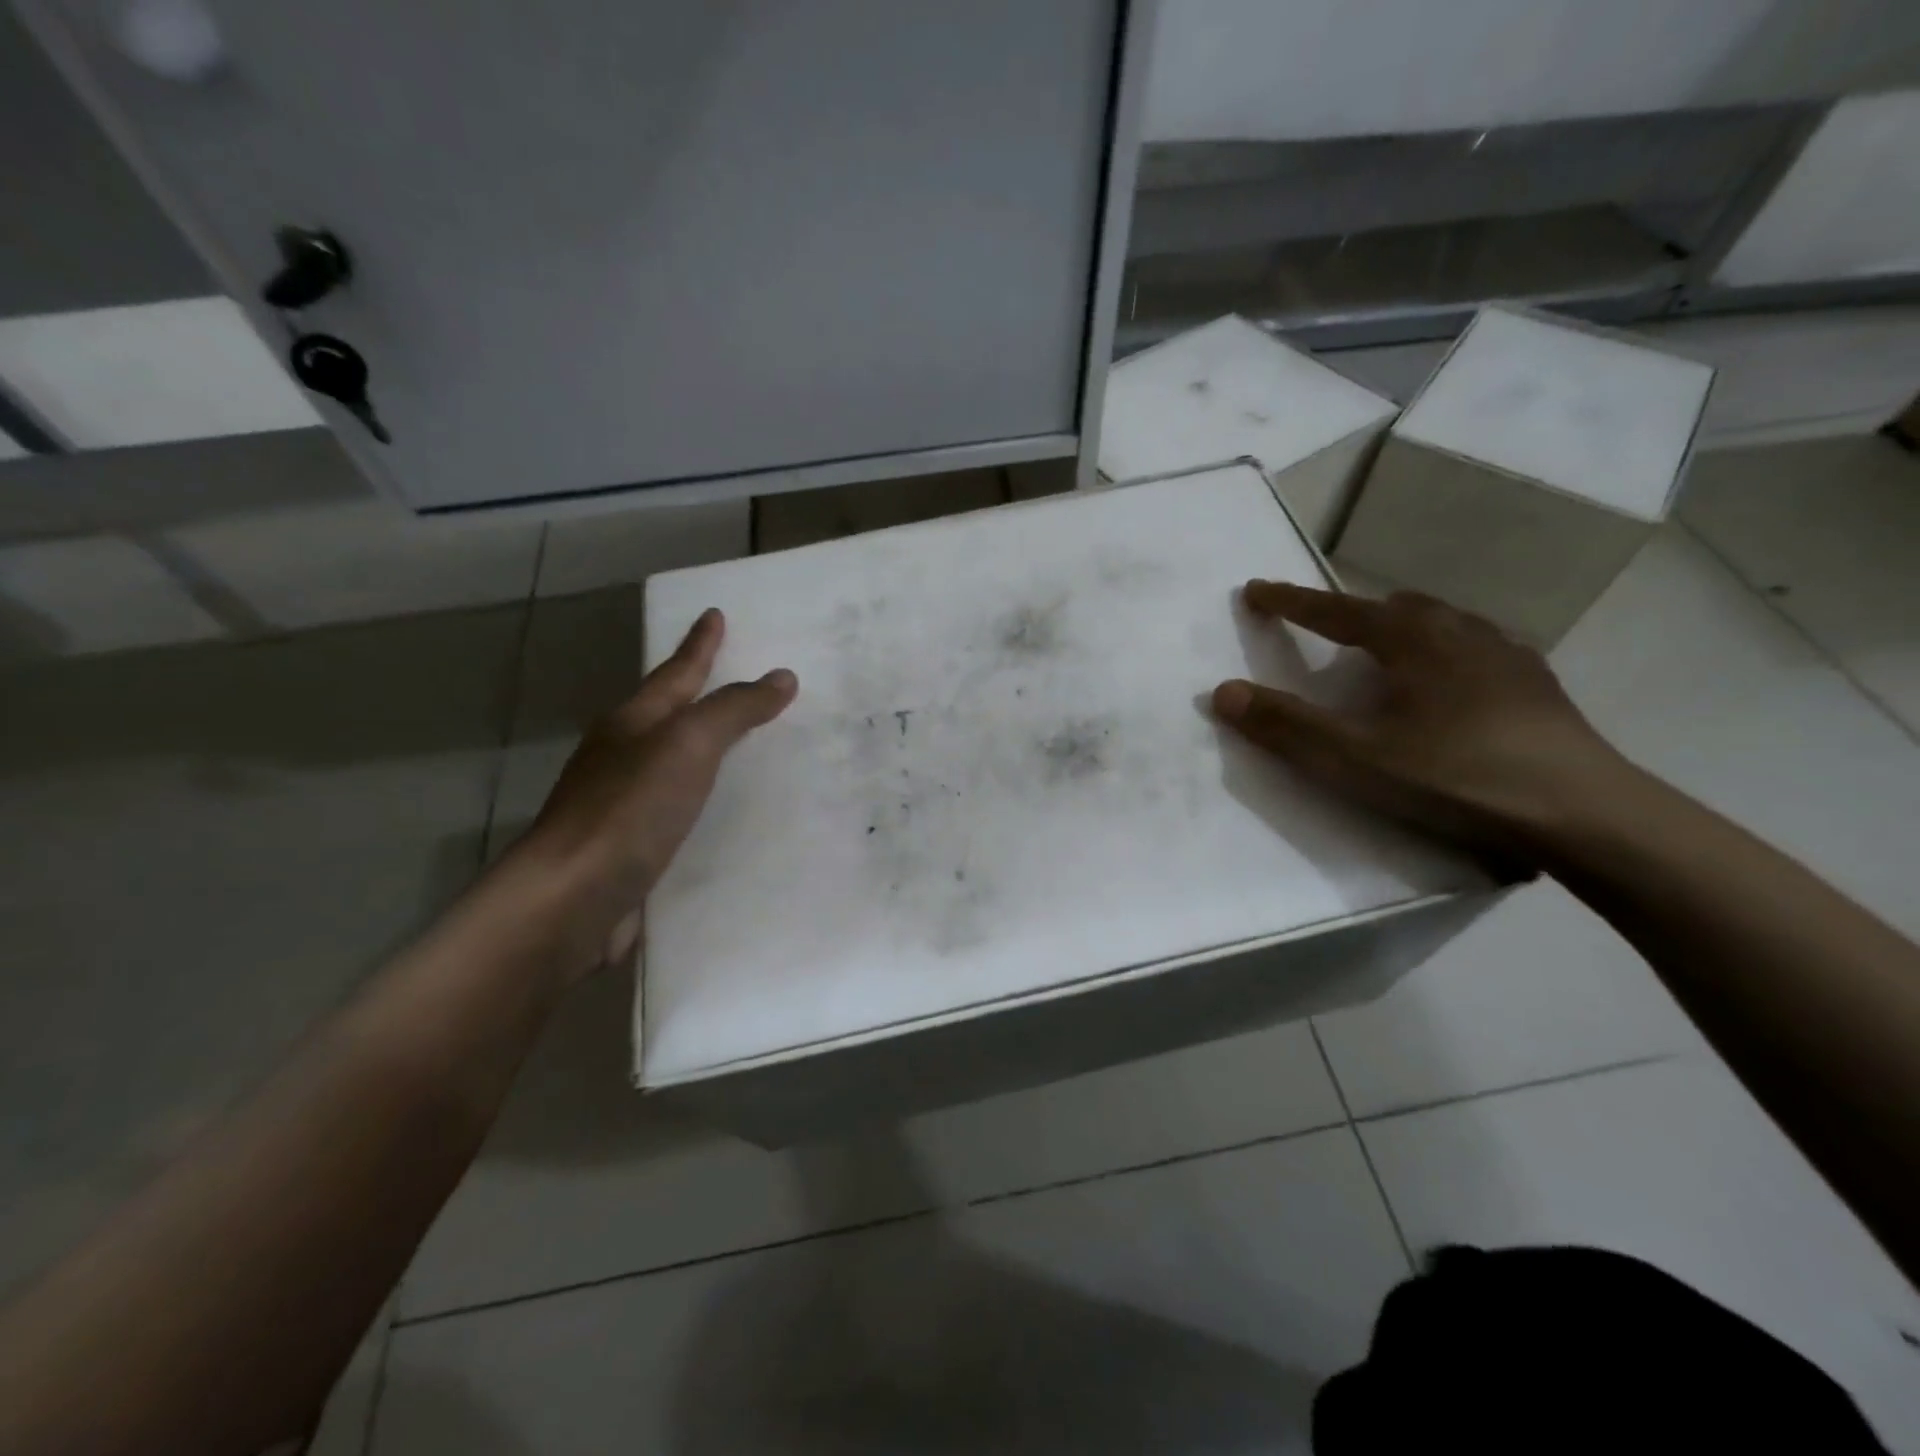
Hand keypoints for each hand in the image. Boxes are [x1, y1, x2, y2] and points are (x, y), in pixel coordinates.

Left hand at [516, 607, 795, 977]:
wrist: (571, 901)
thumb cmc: (628, 810)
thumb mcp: (687, 745)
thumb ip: (733, 710)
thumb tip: (781, 677)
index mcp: (633, 724)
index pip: (677, 672)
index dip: (700, 644)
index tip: (716, 613)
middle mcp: (624, 757)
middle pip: (670, 713)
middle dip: (702, 692)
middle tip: (742, 677)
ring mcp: (625, 805)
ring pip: (676, 763)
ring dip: (707, 748)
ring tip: (747, 742)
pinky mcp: (635, 847)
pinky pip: (682, 809)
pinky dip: (707, 800)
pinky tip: (729, 812)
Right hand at [1211, 582, 1629, 867]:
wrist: (1584, 814)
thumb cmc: (1458, 777)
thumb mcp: (1356, 759)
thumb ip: (1287, 726)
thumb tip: (1223, 691)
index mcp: (1412, 639)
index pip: (1334, 610)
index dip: (1290, 602)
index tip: (1254, 590)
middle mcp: (1459, 631)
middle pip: (1392, 607)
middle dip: (1350, 614)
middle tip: (1323, 634)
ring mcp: (1506, 654)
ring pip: (1440, 623)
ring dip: (1400, 630)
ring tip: (1384, 657)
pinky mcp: (1536, 684)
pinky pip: (1475, 648)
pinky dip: (1443, 654)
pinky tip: (1449, 687)